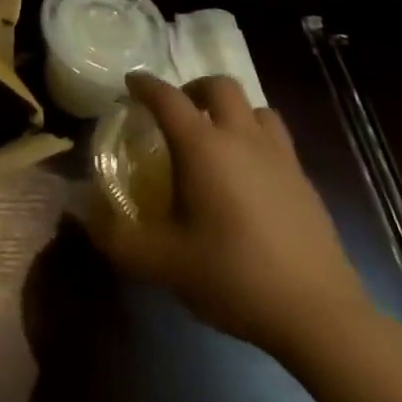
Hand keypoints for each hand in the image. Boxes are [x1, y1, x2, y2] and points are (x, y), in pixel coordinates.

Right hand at [91, 73, 371, 359]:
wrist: (321, 317)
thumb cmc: (234, 276)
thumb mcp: (163, 262)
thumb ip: (117, 237)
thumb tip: (80, 214)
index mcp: (202, 146)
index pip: (166, 96)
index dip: (144, 85)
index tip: (130, 85)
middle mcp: (241, 138)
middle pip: (218, 86)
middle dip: (192, 88)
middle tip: (176, 112)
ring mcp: (279, 158)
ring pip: (255, 108)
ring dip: (231, 110)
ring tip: (217, 137)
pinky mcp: (305, 183)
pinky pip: (278, 140)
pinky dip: (257, 140)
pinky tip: (249, 176)